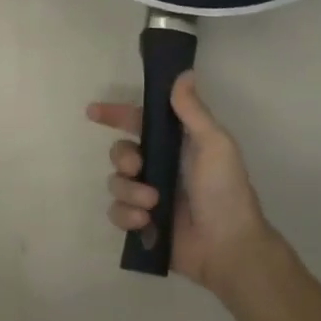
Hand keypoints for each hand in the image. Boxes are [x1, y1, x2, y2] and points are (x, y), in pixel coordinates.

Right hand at [87, 70, 272, 294]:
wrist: (227, 246)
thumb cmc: (225, 191)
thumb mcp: (214, 145)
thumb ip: (193, 111)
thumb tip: (183, 74)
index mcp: (177, 145)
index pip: (140, 122)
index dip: (116, 115)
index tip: (93, 112)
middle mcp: (159, 167)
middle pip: (120, 152)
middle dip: (123, 158)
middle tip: (136, 168)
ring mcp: (148, 196)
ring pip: (115, 183)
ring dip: (130, 191)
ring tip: (152, 204)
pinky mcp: (141, 222)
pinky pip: (116, 211)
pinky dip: (127, 215)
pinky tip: (145, 221)